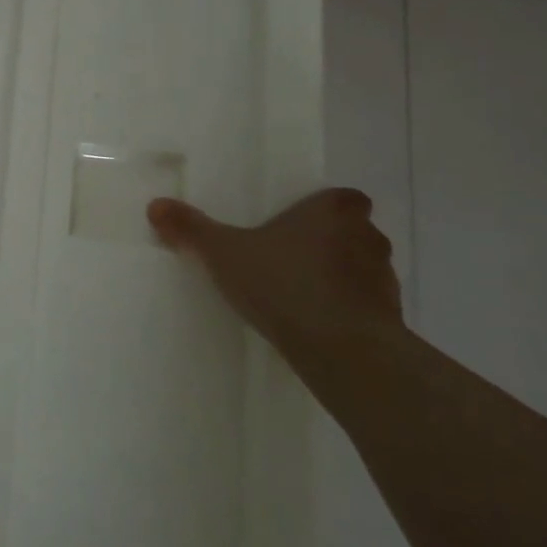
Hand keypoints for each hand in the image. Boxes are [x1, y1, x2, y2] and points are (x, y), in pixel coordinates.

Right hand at [146, 189, 403, 354]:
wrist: (342, 349)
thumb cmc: (284, 284)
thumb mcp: (224, 254)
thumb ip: (192, 229)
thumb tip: (156, 205)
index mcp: (333, 211)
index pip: (344, 197)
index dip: (326, 209)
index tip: (301, 223)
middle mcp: (367, 236)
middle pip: (354, 231)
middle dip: (331, 242)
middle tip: (292, 257)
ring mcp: (384, 279)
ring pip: (363, 268)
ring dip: (341, 277)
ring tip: (303, 294)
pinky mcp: (391, 318)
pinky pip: (368, 306)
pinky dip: (348, 310)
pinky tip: (318, 324)